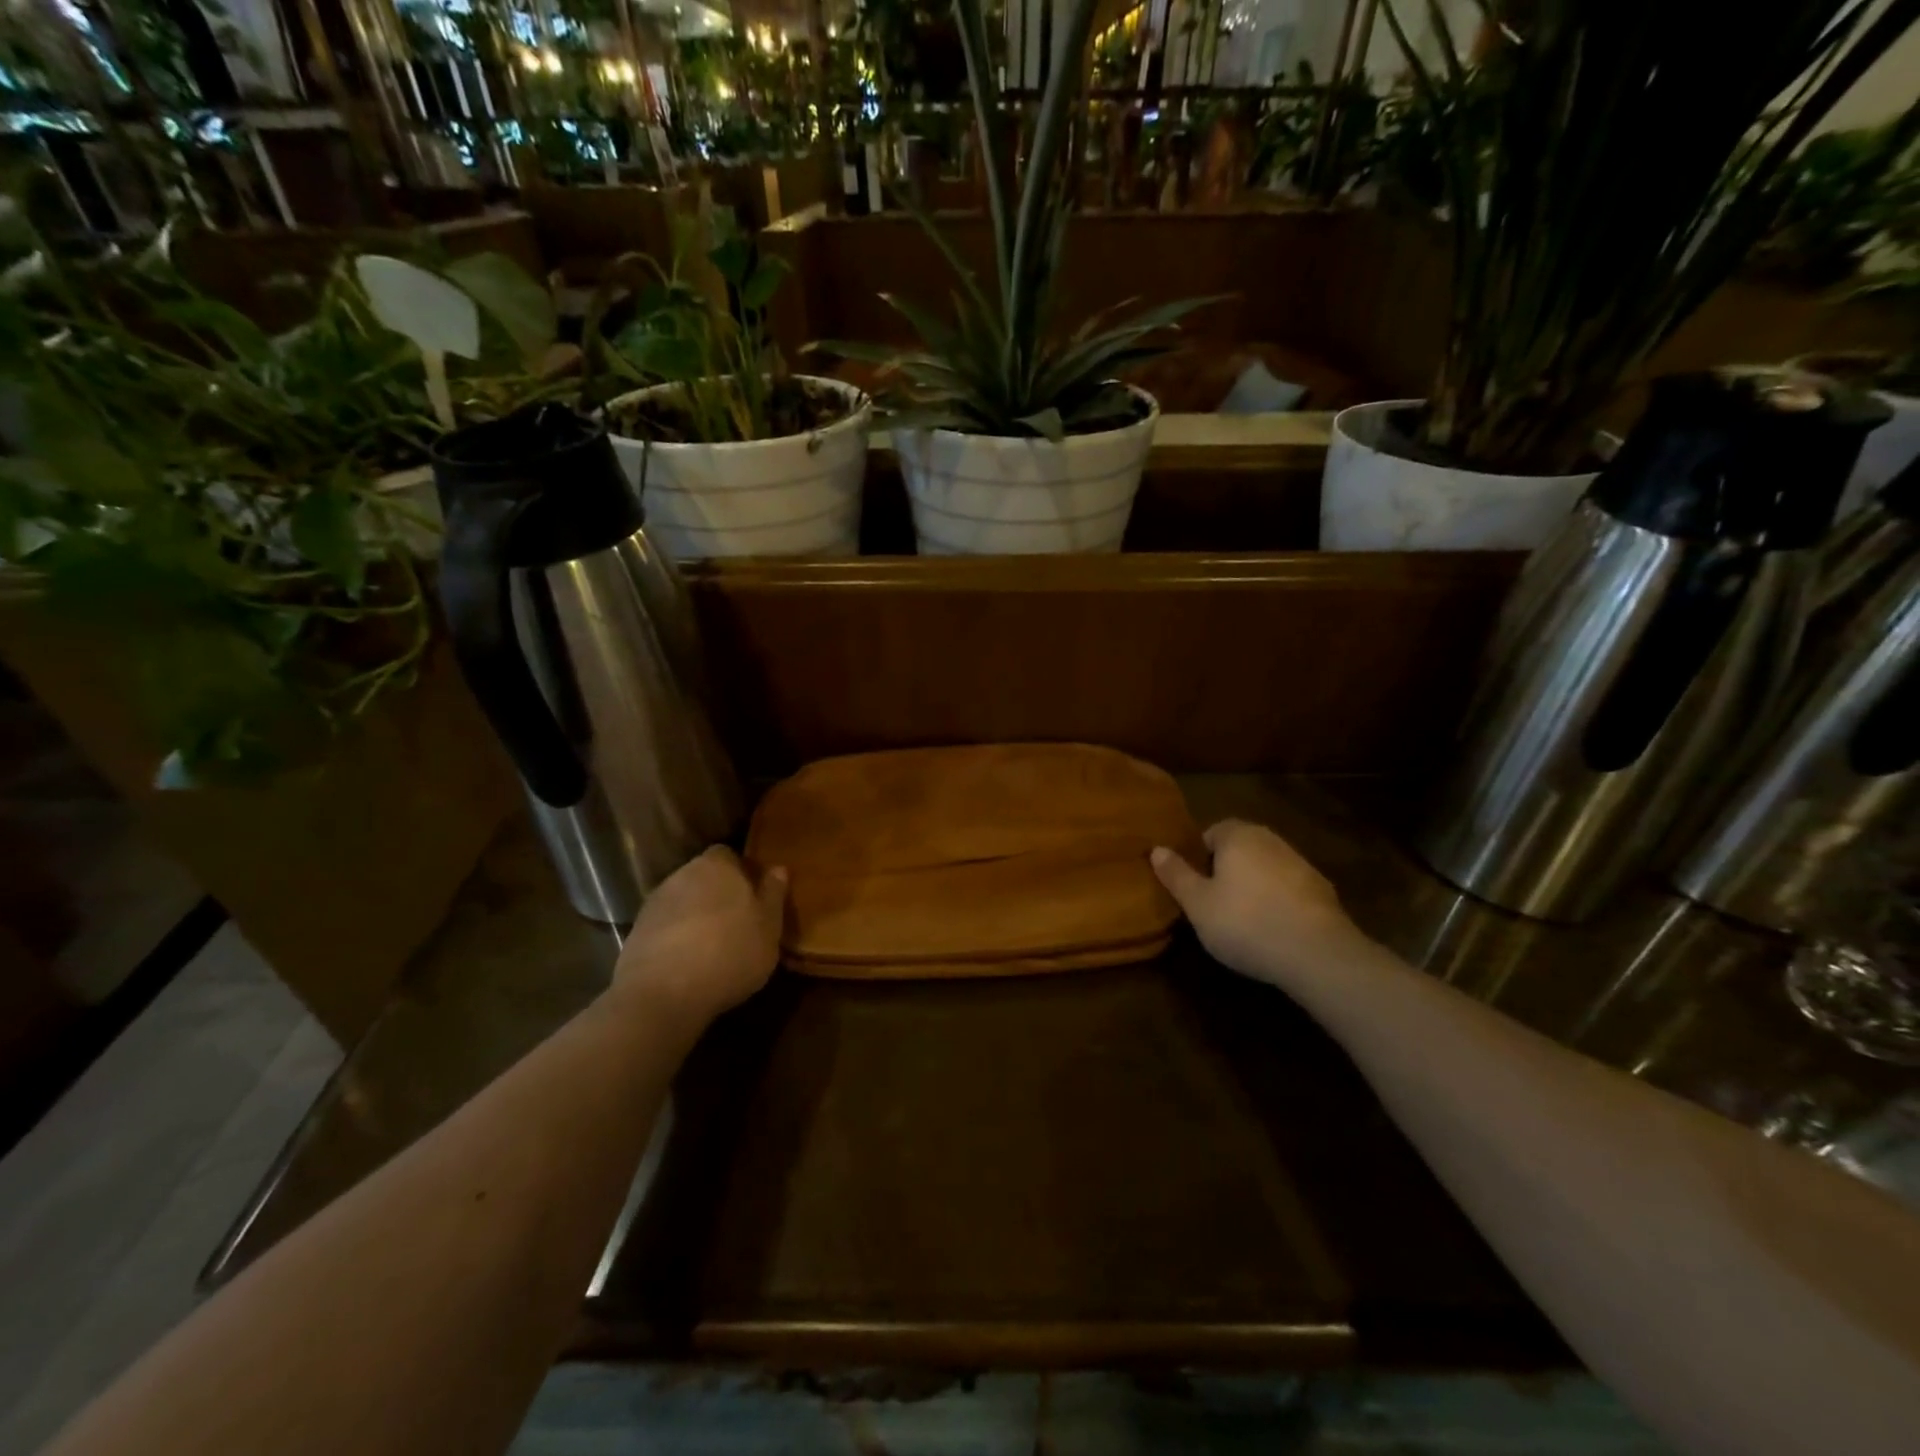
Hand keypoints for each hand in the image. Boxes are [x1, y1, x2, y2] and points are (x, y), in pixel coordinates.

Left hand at [611, 847, 786, 1029]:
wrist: (663, 994)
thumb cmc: (730, 953)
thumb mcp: (769, 927)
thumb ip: (773, 895)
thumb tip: (778, 869)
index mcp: (717, 866)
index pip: (729, 855)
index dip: (741, 873)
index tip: (754, 896)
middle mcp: (682, 875)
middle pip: (704, 877)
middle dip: (718, 894)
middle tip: (738, 922)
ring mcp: (655, 903)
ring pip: (684, 902)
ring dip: (696, 917)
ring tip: (714, 947)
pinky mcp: (636, 933)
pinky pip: (666, 927)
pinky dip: (677, 938)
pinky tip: (690, 963)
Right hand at [1151, 820, 1362, 986]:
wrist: (1317, 954)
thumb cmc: (1245, 922)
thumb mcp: (1197, 903)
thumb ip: (1176, 874)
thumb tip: (1157, 849)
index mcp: (1238, 835)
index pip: (1211, 832)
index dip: (1198, 857)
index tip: (1192, 886)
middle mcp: (1270, 839)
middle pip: (1239, 848)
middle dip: (1225, 870)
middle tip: (1211, 903)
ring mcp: (1301, 863)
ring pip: (1265, 868)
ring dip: (1252, 886)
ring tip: (1241, 920)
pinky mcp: (1322, 891)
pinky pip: (1288, 889)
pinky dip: (1277, 902)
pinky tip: (1271, 930)